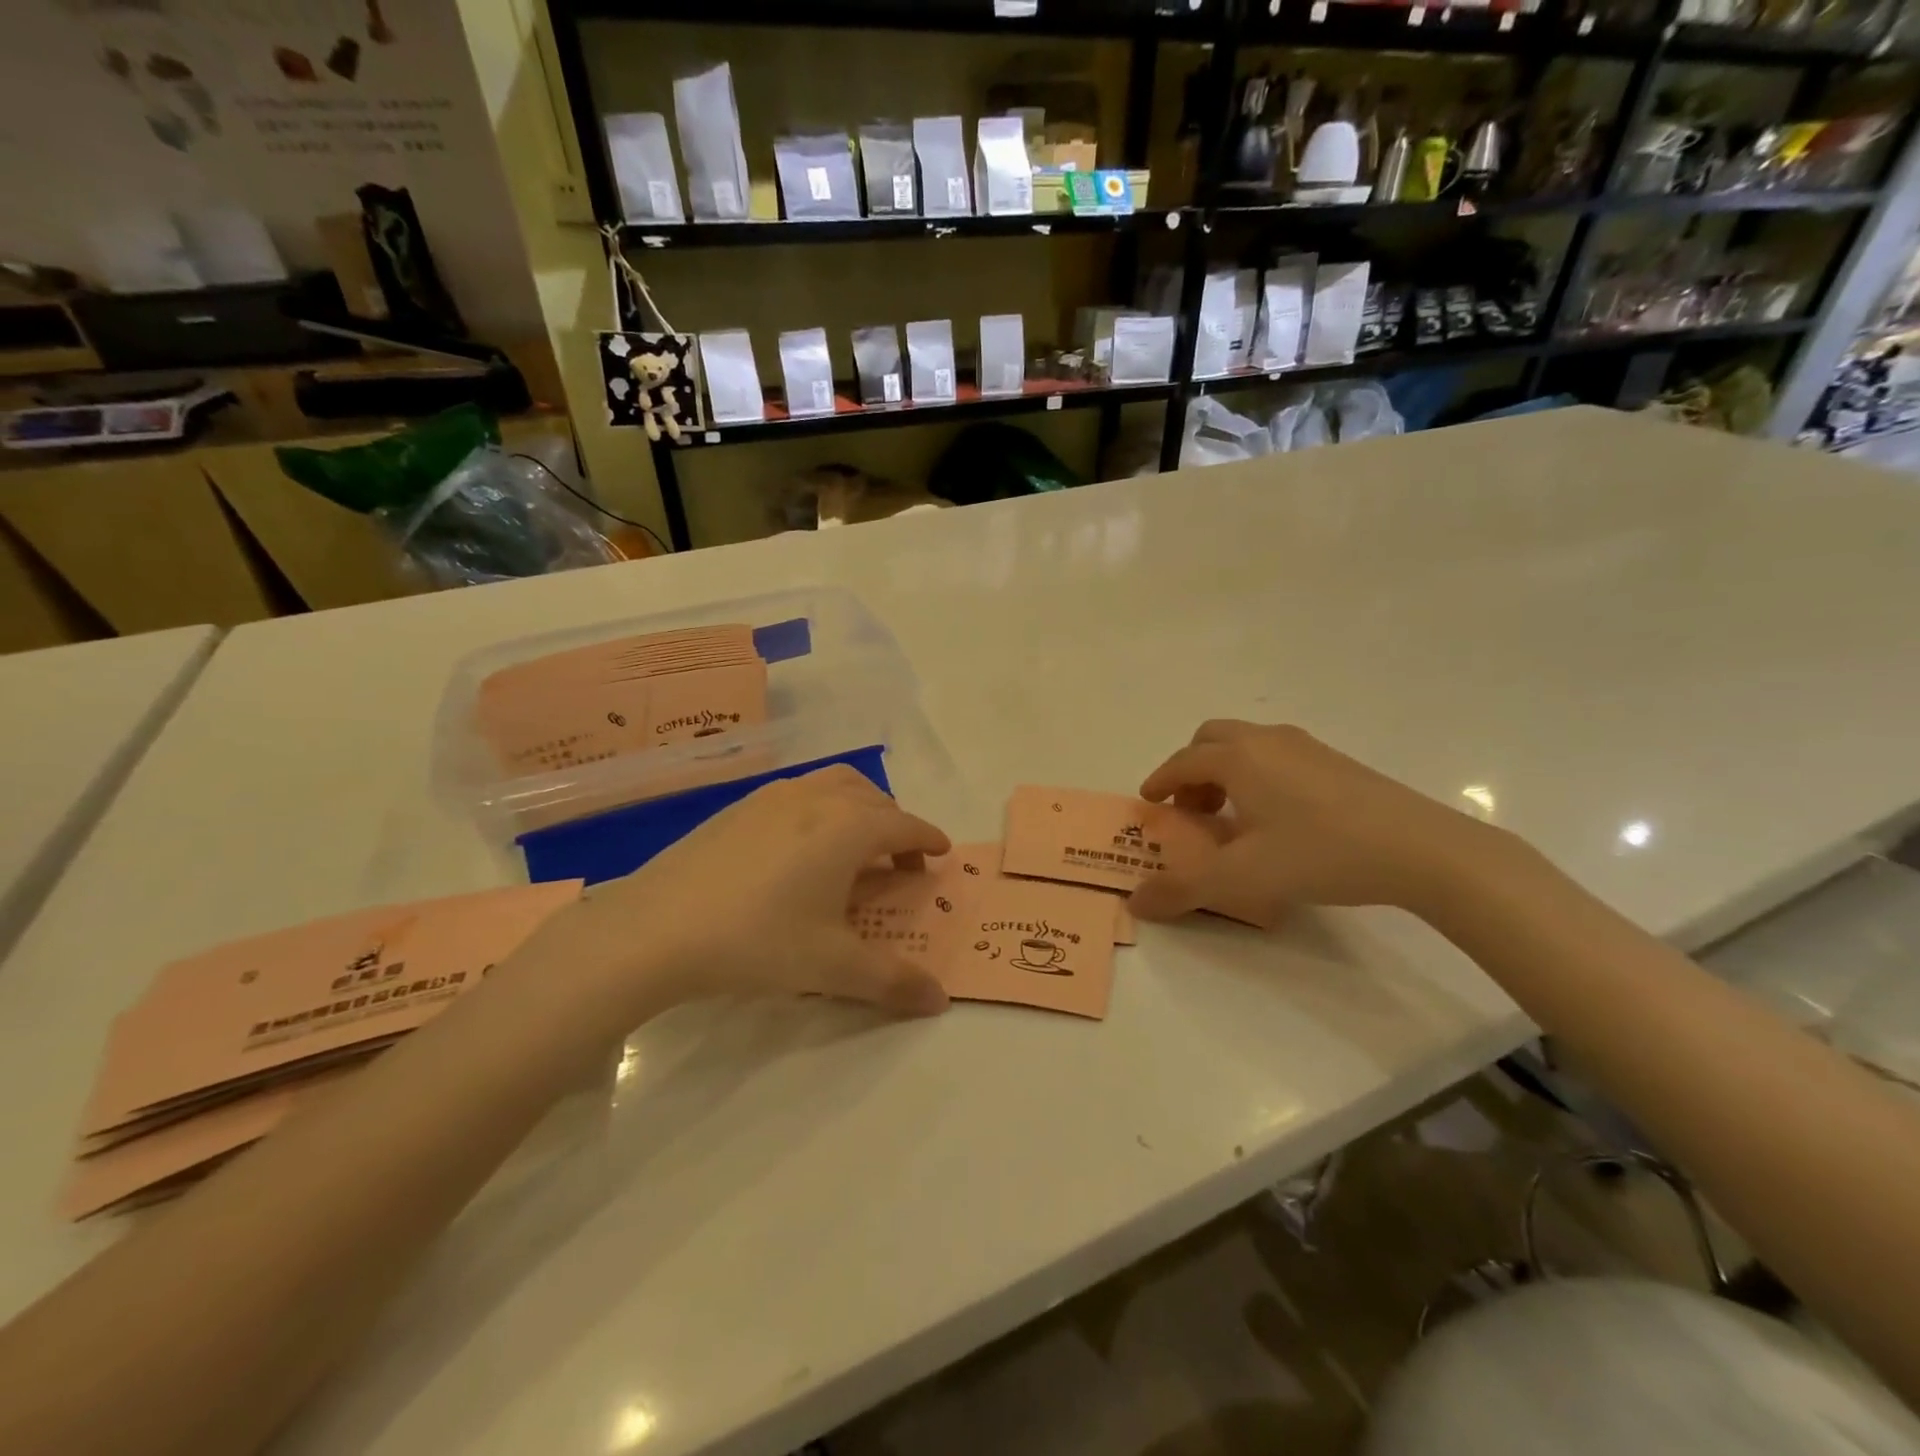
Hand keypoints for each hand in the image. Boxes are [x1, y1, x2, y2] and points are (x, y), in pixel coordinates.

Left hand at [528, 767, 952, 1020]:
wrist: (656, 928)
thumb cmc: (759, 941)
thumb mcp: (832, 967)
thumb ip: (892, 981)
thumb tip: (940, 1000)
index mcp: (849, 827)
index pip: (905, 825)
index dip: (928, 839)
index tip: (941, 854)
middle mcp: (817, 799)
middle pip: (873, 797)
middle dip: (896, 823)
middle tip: (899, 860)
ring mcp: (773, 797)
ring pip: (834, 785)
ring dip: (858, 807)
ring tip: (854, 844)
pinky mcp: (737, 807)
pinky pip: (797, 794)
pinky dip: (820, 809)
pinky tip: (798, 848)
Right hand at [1130, 721, 1496, 924]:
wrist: (1419, 849)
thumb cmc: (1319, 853)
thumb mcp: (1242, 878)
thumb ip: (1183, 889)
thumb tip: (1136, 903)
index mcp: (1237, 758)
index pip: (1182, 762)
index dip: (1160, 781)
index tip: (1149, 802)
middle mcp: (1266, 741)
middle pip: (1211, 739)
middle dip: (1191, 770)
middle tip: (1191, 810)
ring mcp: (1306, 747)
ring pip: (1247, 745)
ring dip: (1225, 771)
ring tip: (1232, 816)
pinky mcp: (1336, 761)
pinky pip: (1277, 755)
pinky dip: (1257, 775)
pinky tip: (1277, 817)